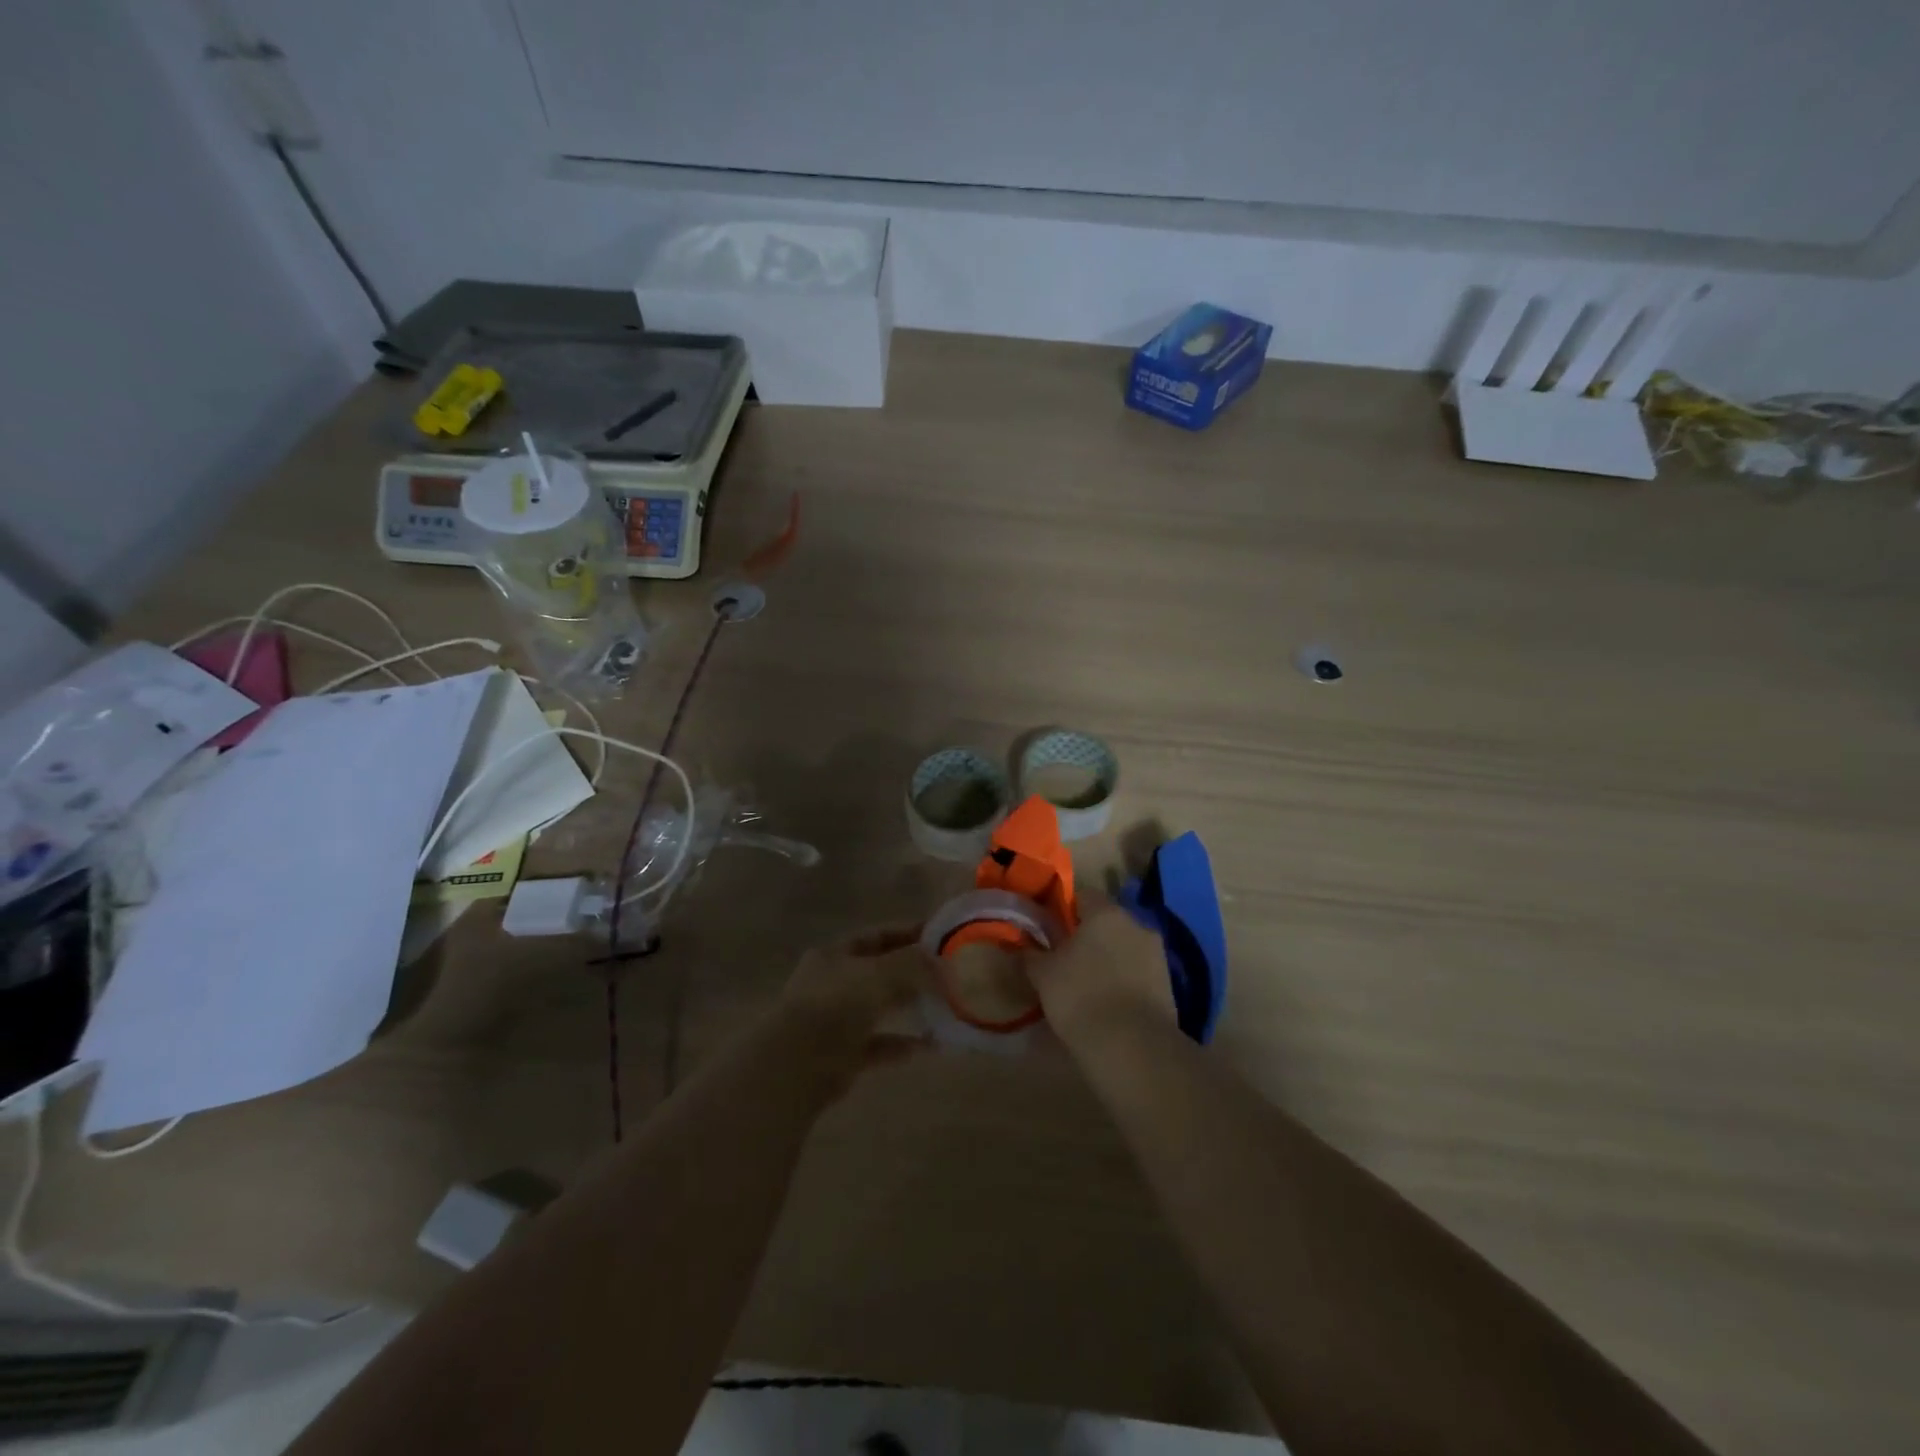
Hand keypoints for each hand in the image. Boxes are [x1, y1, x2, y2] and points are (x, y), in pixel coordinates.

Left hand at [777, 924, 931, 1094]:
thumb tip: (940, 962)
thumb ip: (913, 964)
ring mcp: (835, 1020)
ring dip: (909, 1006)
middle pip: (878, 971)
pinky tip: (931, 1045)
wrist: (799, 1064)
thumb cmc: (837, 1004)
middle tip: (948, 972)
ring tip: (944, 1005)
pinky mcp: (842, 1055)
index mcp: (834, 954)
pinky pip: (879, 1045)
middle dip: (912, 971)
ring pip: (879, 1007)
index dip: (907, 933)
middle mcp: (832, 983)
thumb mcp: (880, 973)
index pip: (876, 936)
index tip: (940, 936)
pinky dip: (902, 1044)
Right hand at [1024, 900, 1174, 1056]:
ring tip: (1087, 985)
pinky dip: (1124, 980)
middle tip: (1066, 959)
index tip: (1050, 931)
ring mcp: (1157, 954)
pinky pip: (1138, 972)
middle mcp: (1136, 924)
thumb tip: (1025, 945)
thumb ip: (1032, 953)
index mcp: (1105, 912)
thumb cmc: (1080, 997)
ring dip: (1108, 958)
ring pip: (1125, 946)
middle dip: (1088, 936)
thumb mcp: (1043, 975)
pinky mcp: (1168, 984)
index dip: (1064, 910)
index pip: (1083, 895)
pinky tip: (1109, 1003)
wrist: (1133, 1047)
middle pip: (1107, 921)